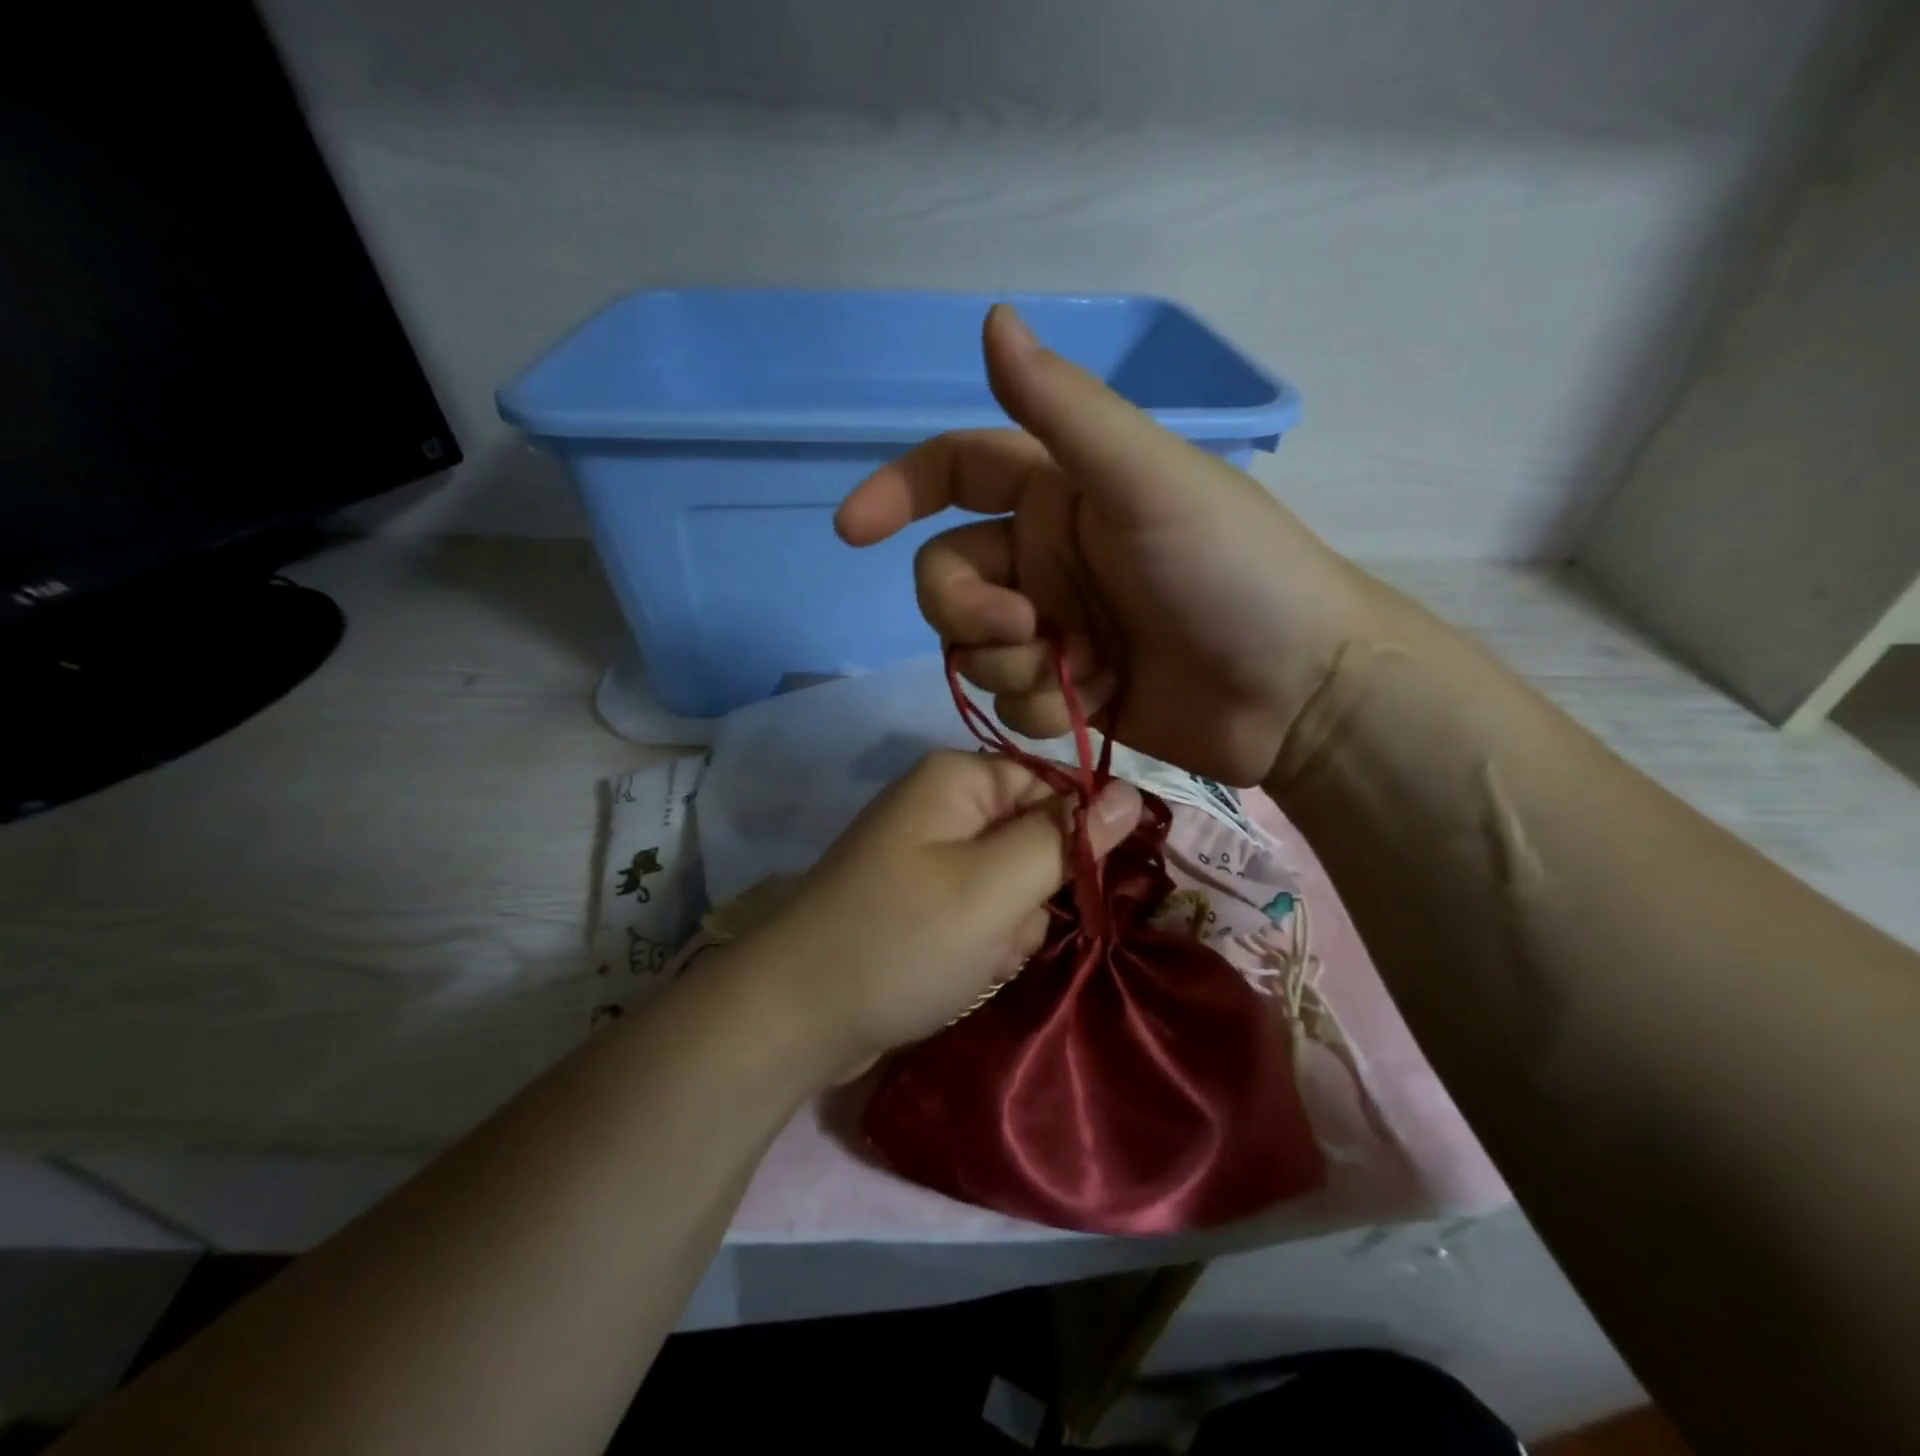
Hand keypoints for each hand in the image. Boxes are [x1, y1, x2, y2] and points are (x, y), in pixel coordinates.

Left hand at [752, 750, 1140, 1081]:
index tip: (1081, 890)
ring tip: (974, 958)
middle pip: (1033, 839)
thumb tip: (1131, 791)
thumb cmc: (902, 939)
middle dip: (1032, 895)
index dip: (1075, 838)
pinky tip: (958, 972)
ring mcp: (926, 857)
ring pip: (1011, 885)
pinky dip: (981, 945)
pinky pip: (980, 913)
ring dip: (1008, 929)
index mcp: (958, 779)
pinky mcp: (918, 902)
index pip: (1054, 788)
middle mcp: (941, 807)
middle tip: (1001, 931)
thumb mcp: (996, 887)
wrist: (795, 1017)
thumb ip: (1067, 838)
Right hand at [835, 304, 1388, 786]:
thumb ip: (1066, 410)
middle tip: (1027, 631)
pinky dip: (1043, 708)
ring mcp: (1057, 629)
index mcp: (1058, 494)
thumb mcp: (1148, 481)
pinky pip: (1011, 701)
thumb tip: (991, 318)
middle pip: (947, 579)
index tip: (854, 531)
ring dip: (1011, 667)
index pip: (953, 472)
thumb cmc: (1233, 573)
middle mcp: (1046, 558)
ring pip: (974, 649)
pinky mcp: (1069, 690)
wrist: (1296, 691)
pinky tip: (1097, 704)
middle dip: (968, 611)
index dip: (896, 491)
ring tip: (1081, 672)